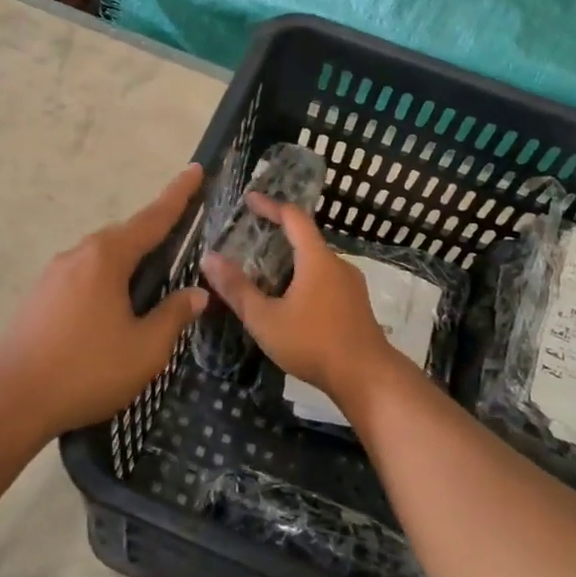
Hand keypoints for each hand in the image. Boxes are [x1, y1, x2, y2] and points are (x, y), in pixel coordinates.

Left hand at [0, 164, 208, 439]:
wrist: (9, 399)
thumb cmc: (86, 369)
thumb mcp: (145, 349)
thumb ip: (174, 316)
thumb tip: (196, 294)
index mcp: (107, 257)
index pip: (153, 218)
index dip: (178, 195)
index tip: (196, 170)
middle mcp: (79, 254)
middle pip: (126, 236)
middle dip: (154, 233)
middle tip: (183, 236)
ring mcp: (54, 275)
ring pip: (103, 259)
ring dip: (129, 263)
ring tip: (152, 283)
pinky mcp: (40, 297)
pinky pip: (85, 277)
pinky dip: (108, 281)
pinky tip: (114, 310)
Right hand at [200, 193, 402, 410]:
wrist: (366, 377)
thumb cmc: (313, 343)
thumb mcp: (265, 319)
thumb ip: (237, 288)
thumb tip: (208, 258)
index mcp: (317, 259)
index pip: (293, 217)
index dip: (270, 205)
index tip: (249, 199)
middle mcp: (338, 263)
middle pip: (306, 239)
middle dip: (279, 235)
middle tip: (250, 240)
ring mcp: (351, 284)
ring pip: (317, 262)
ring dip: (292, 260)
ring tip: (265, 272)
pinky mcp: (356, 304)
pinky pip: (326, 279)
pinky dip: (305, 278)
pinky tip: (291, 300)